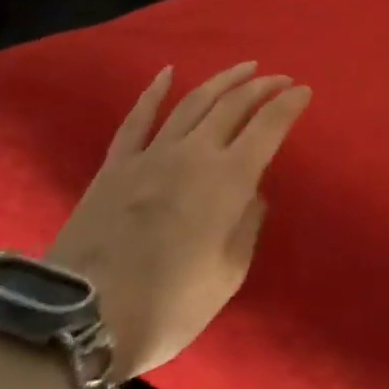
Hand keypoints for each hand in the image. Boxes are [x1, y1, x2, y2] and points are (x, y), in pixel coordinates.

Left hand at [49, 61, 311, 379]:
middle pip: (233, 105)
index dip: (289, 105)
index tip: (304, 91)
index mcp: (229, 179)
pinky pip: (138, 118)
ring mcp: (152, 154)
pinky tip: (167, 72)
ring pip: (193, 103)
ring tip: (244, 68)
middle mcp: (194, 153)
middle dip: (262, 87)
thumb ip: (246, 226)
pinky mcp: (116, 165)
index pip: (268, 127)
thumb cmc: (169, 304)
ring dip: (222, 81)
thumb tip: (252, 193)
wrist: (83, 319)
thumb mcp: (228, 274)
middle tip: (280, 79)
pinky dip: (154, 92)